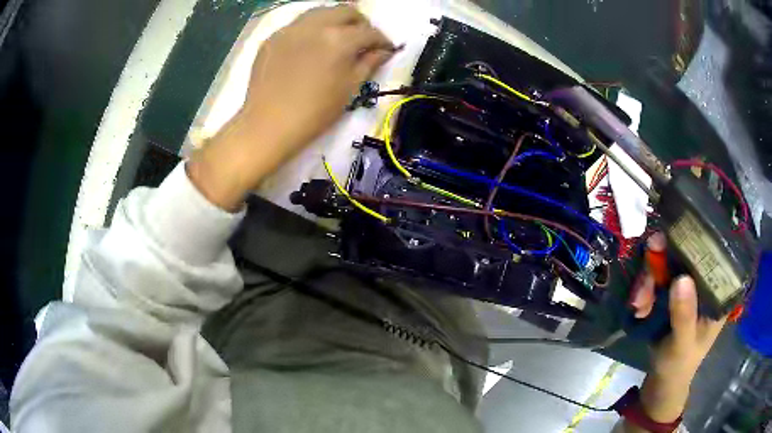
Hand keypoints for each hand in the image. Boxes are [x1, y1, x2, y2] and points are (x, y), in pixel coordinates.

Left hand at [188, 5, 395, 210]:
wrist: (268, 125)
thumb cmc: (315, 112)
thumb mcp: (349, 89)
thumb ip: (369, 63)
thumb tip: (384, 51)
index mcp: (340, 39)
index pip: (369, 31)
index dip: (382, 40)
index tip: (386, 49)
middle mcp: (316, 25)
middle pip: (346, 11)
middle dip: (360, 23)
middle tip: (362, 39)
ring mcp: (291, 29)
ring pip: (320, 12)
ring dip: (335, 20)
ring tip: (337, 37)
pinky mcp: (273, 37)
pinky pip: (298, 24)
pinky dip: (311, 29)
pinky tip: (310, 47)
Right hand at [628, 233, 726, 425]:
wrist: (663, 380)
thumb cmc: (679, 364)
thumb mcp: (683, 344)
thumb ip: (684, 316)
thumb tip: (682, 278)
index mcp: (718, 291)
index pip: (712, 254)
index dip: (694, 241)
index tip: (671, 240)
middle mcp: (704, 281)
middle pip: (685, 254)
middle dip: (661, 264)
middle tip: (645, 283)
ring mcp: (687, 286)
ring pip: (667, 264)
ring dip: (649, 280)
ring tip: (638, 303)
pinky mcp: (671, 292)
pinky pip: (656, 278)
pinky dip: (644, 289)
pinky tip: (638, 307)